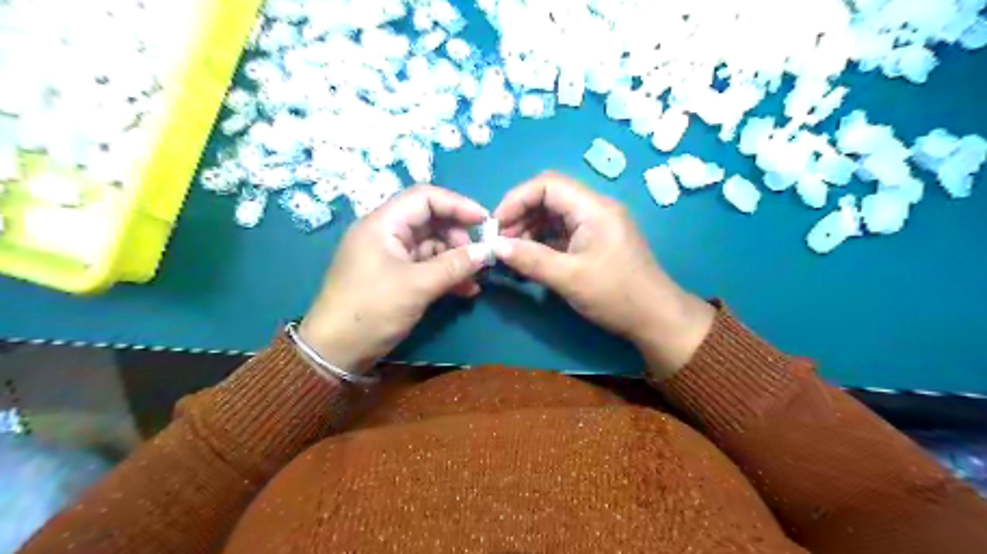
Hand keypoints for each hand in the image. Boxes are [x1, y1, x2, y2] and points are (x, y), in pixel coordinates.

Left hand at [298, 184, 485, 370]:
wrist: (335, 352)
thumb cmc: (372, 310)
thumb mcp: (417, 286)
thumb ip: (455, 265)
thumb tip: (487, 251)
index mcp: (383, 224)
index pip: (425, 197)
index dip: (457, 204)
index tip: (485, 221)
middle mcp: (386, 233)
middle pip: (430, 220)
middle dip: (458, 236)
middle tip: (478, 256)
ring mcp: (390, 256)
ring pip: (431, 245)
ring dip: (455, 258)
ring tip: (476, 277)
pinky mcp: (395, 276)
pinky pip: (426, 266)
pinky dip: (446, 274)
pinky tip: (466, 290)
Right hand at [497, 172, 712, 380]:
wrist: (656, 319)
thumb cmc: (616, 296)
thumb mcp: (569, 278)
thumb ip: (531, 259)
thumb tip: (496, 247)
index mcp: (593, 208)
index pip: (547, 184)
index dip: (516, 199)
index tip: (496, 225)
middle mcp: (595, 209)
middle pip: (549, 197)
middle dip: (520, 215)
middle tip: (501, 243)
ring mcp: (596, 225)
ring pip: (553, 215)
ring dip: (529, 230)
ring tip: (511, 254)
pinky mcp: (594, 241)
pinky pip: (562, 232)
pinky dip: (542, 242)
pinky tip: (528, 259)